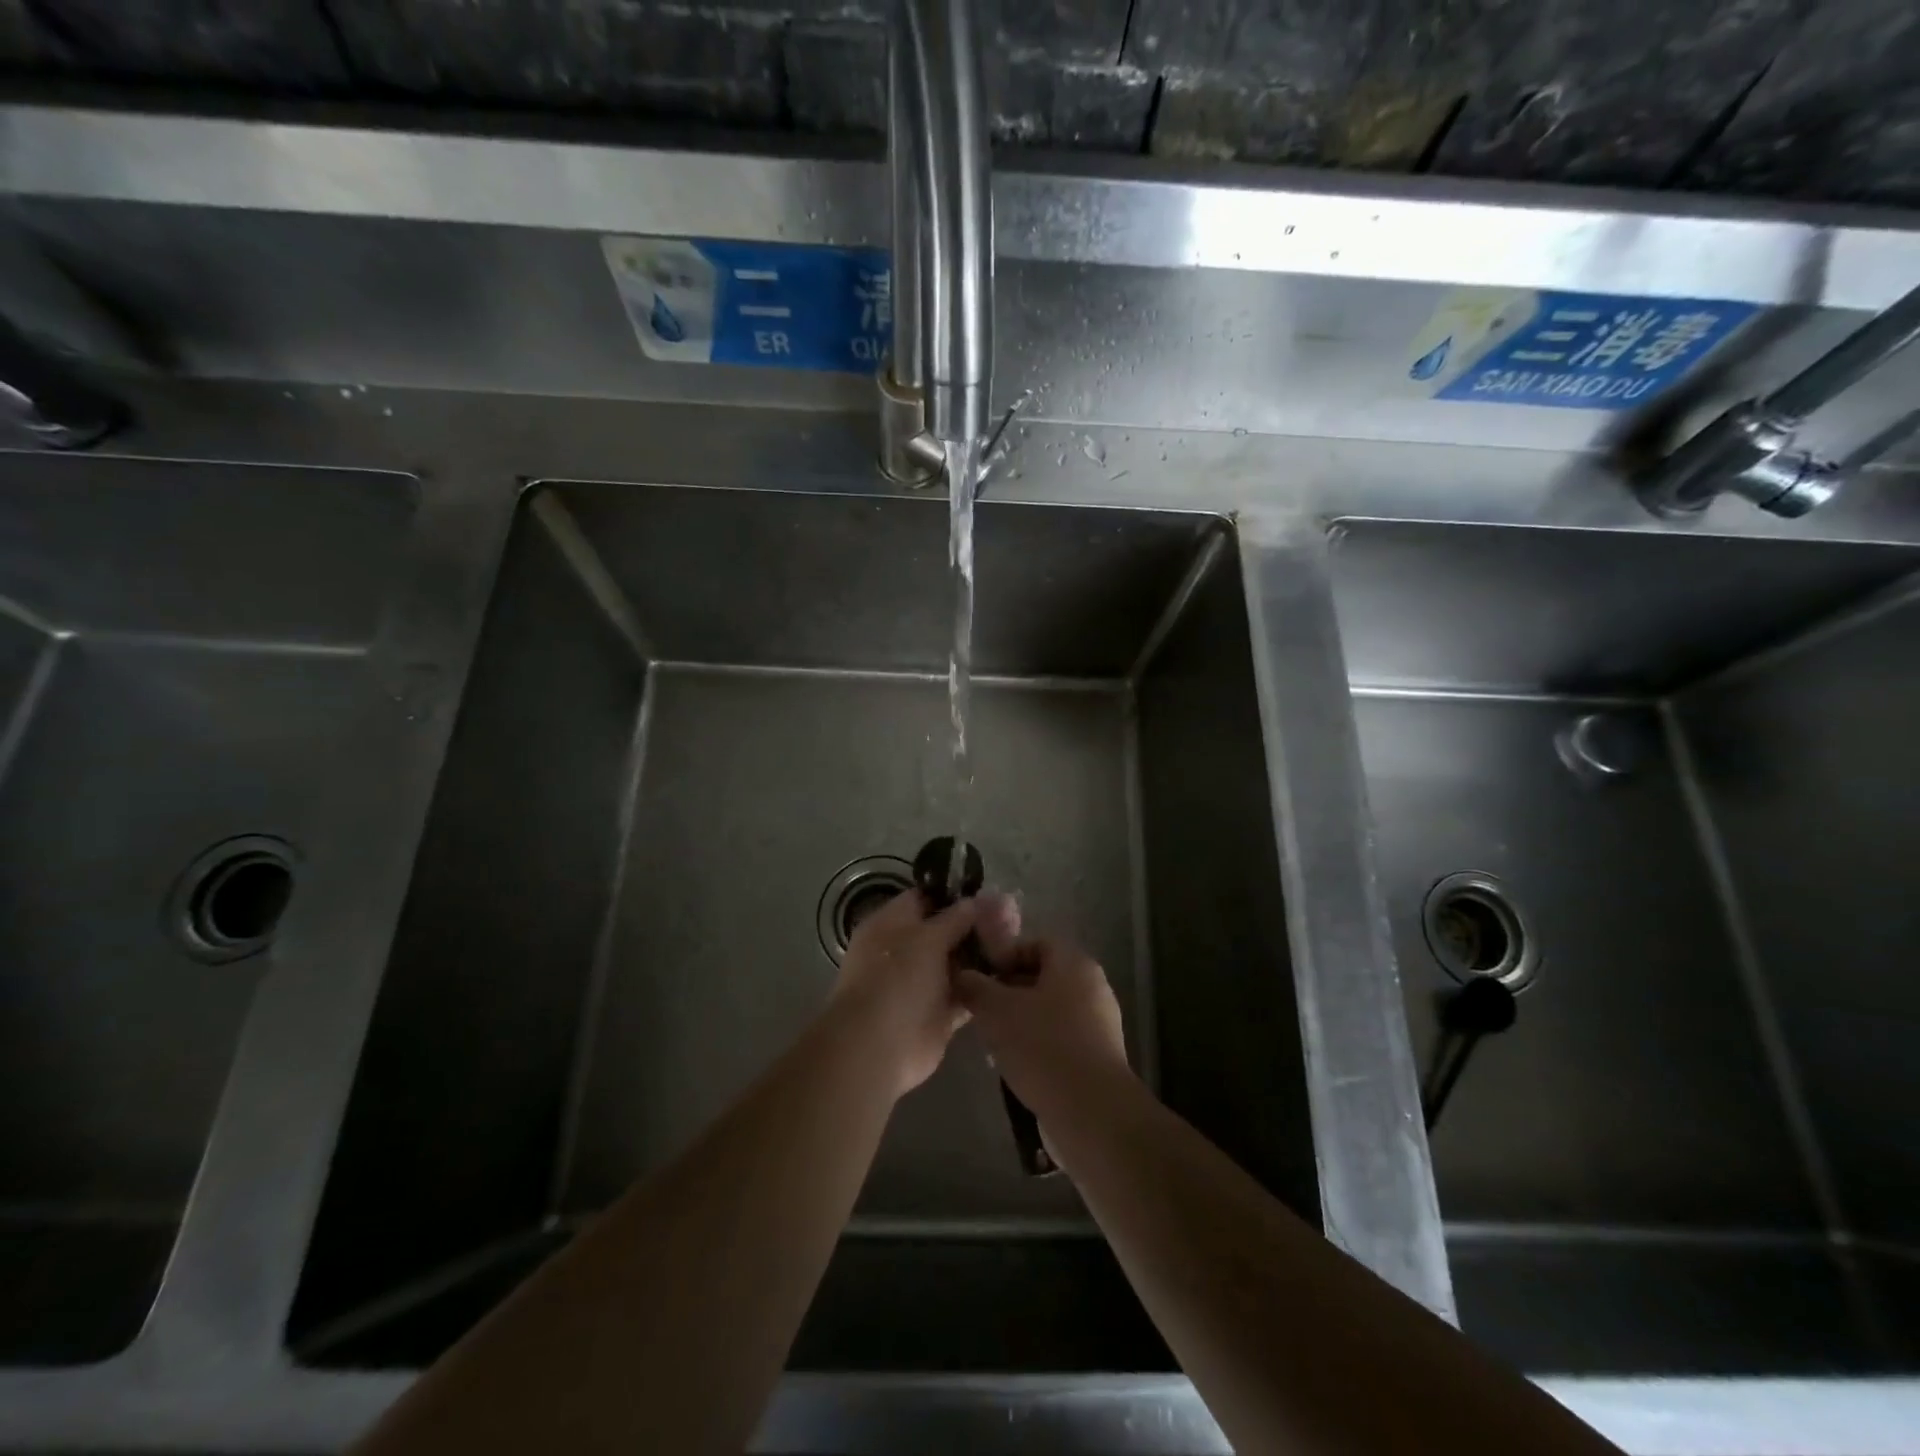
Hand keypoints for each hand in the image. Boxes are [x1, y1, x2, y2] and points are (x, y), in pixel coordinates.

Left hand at [829, 888, 1017, 1097]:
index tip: (988, 894)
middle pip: (945, 931)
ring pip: (957, 962)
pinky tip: (1010, 976)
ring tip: (1017, 943)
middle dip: (975, 926)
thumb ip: (955, 918)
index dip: (954, 895)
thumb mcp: (928, 938)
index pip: (924, 899)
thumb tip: (975, 900)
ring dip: (983, 955)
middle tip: (1013, 919)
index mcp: (890, 924)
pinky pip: (965, 993)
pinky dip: (983, 986)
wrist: (879, 1047)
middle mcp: (905, 951)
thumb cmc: (897, 979)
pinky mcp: (937, 1013)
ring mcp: (921, 983)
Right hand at [954, 934, 1128, 1121]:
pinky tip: (1015, 1066)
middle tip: (980, 1010)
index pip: (1035, 944)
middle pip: (1042, 978)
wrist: (1091, 1112)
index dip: (1003, 956)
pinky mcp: (1098, 1057)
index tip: (979, 977)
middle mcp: (1092, 987)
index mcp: (1074, 964)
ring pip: (1049, 1011)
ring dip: (1019, 1021)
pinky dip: (1037, 1046)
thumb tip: (962, 975)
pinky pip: (1060, 1039)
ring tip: (992, 1042)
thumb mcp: (996, 1011)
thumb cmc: (1043, 1046)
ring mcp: (1099, 1024)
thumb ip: (975, 987)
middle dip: (1008, 992)